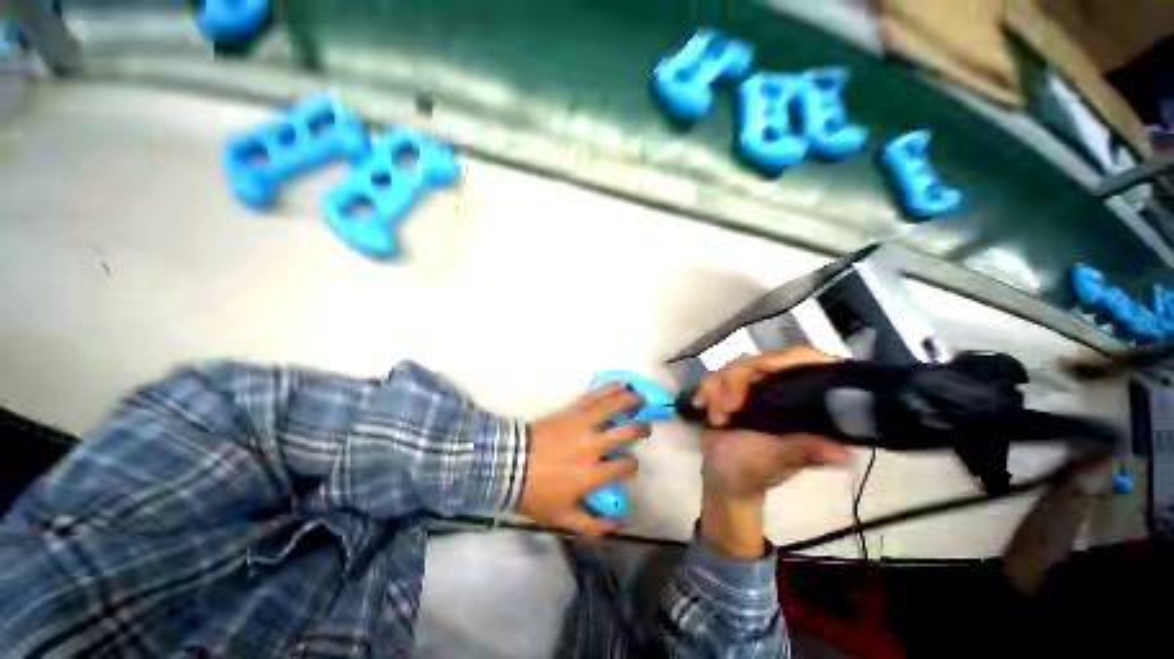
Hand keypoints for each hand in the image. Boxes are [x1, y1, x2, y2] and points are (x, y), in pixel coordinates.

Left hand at [521, 383, 650, 536]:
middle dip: (640, 429)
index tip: (630, 463)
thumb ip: (591, 525)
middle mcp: (591, 447)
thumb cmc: (535, 493)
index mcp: (591, 474)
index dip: (632, 464)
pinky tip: (620, 384)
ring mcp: (581, 426)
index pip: (624, 465)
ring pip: (612, 408)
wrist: (508, 464)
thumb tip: (617, 525)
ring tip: (641, 398)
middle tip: (645, 427)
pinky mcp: (571, 412)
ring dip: (630, 401)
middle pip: (625, 433)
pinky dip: (608, 389)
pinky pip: (593, 398)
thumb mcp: (562, 518)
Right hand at [693, 348, 851, 557]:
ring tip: (716, 420)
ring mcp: (753, 387)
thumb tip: (844, 454)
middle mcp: (780, 388)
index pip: (804, 360)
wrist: (721, 478)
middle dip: (736, 382)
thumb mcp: (777, 460)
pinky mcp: (728, 389)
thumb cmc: (753, 472)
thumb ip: (802, 450)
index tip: (763, 370)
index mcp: (802, 400)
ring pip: (733, 366)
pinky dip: (706, 390)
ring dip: (717, 390)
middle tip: (727, 410)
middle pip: (759, 360)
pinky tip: (701, 407)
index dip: (786, 359)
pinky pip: (714, 376)